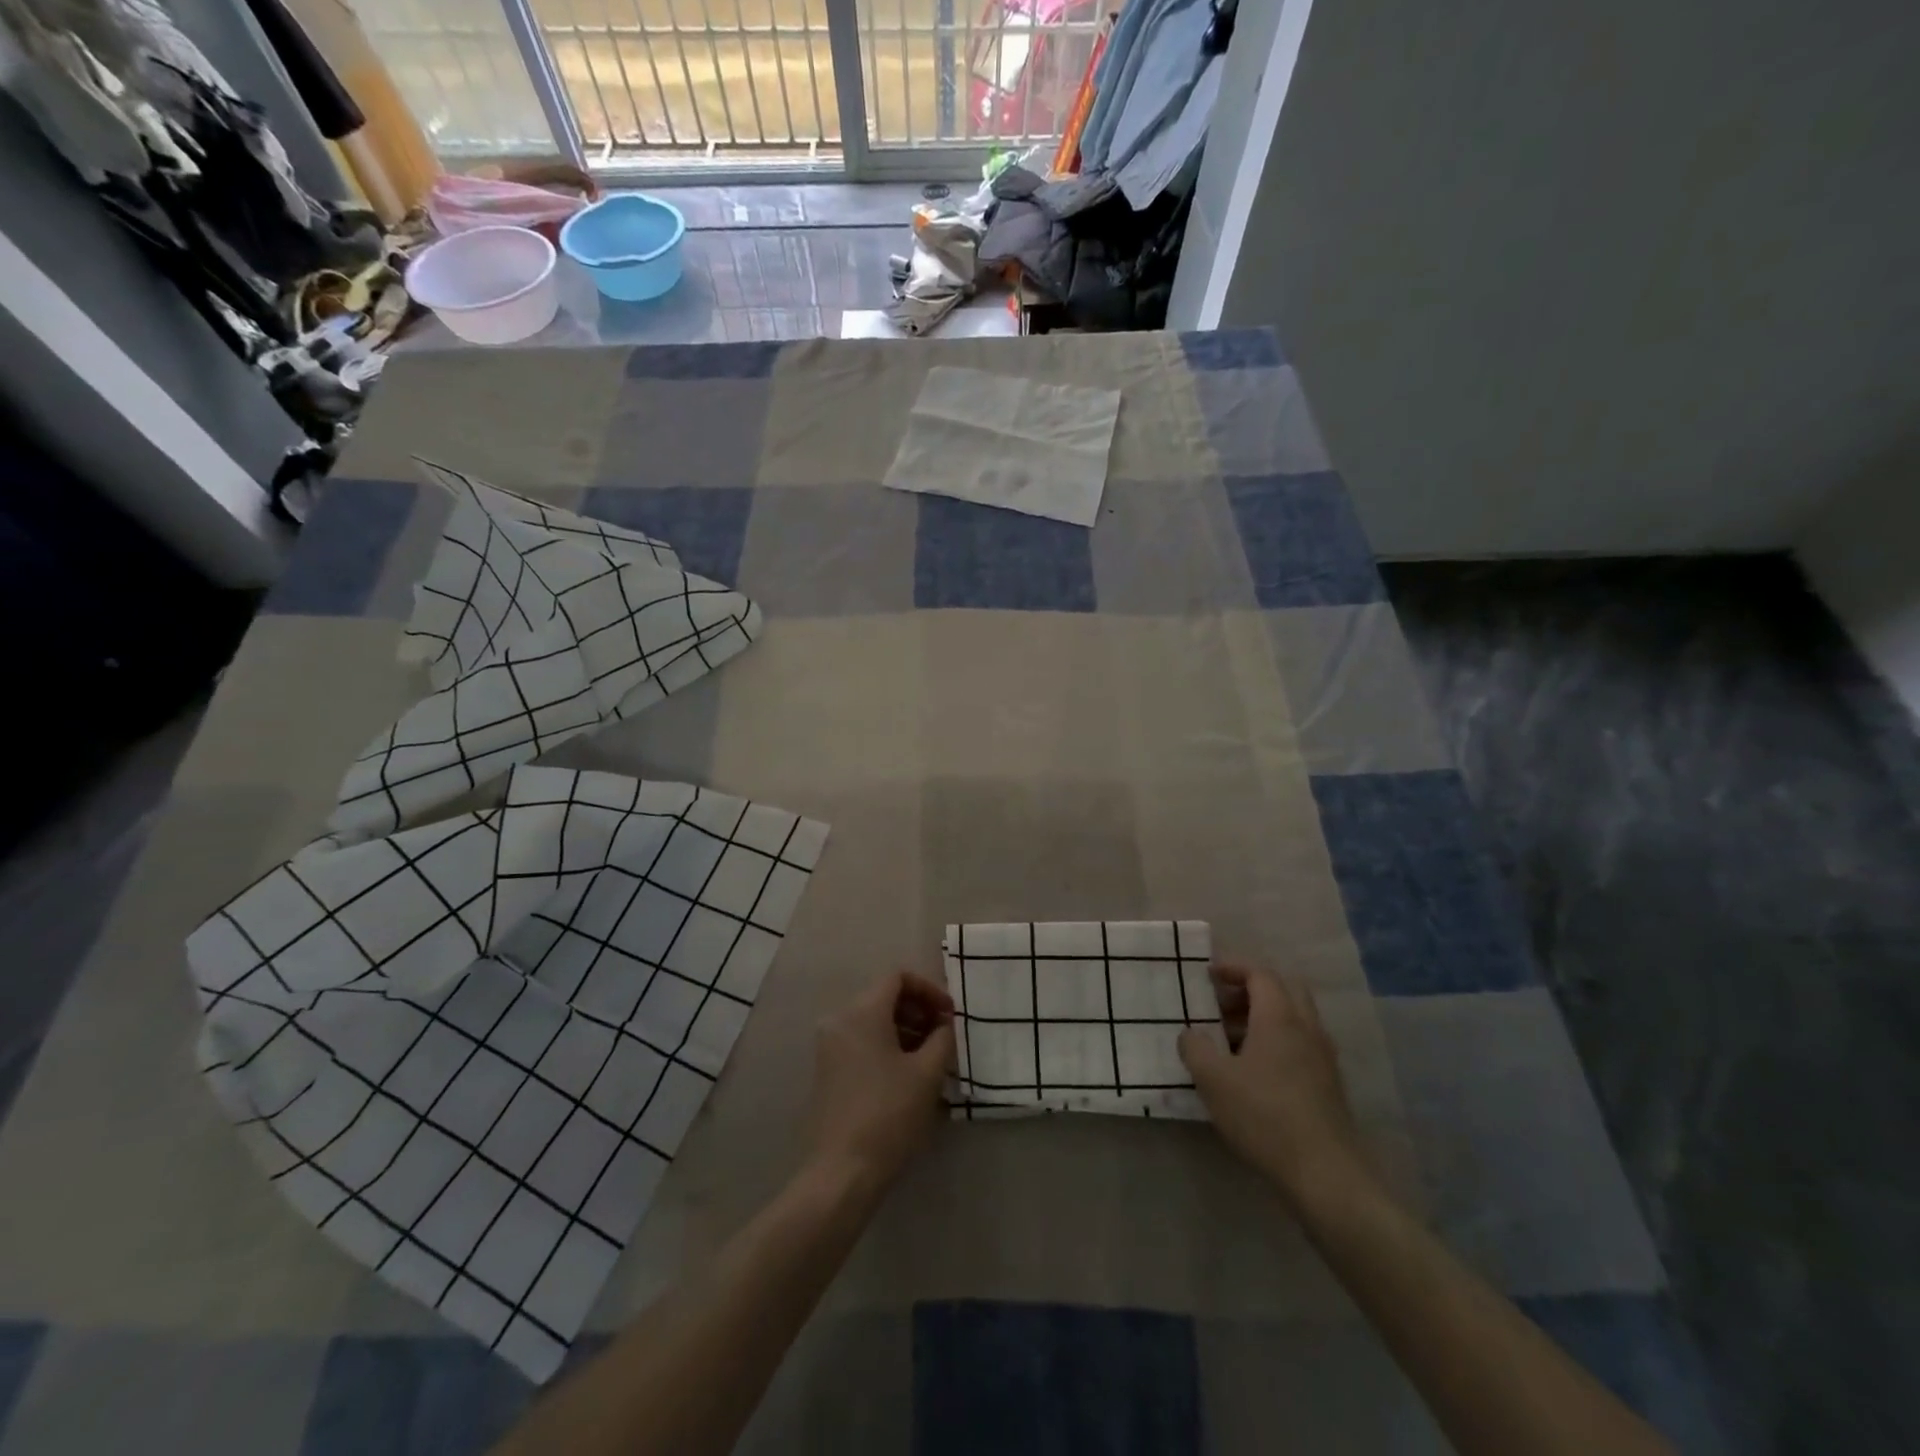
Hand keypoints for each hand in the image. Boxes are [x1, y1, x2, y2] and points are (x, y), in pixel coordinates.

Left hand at [804, 971, 955, 1193]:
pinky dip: (886, 1046)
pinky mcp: (827, 1069)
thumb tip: (945, 1025)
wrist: (842, 1171)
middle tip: (944, 1036)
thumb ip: (942, 1038)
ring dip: (905, 1029)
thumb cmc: (889, 1114)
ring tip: (931, 1058)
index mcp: (862, 1011)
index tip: (950, 1016)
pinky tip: (908, 1075)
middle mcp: (840, 1019)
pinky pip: (861, 1041)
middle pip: (884, 996)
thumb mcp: (927, 1073)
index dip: (929, 990)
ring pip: (873, 1020)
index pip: (898, 977)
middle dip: (918, 1010)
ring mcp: (829, 1045)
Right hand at [1178, 964, 1370, 1202]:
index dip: (1233, 968)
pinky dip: (1277, 1039)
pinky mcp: (1329, 1083)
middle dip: (1251, 988)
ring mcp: (1323, 1056)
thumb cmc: (1264, 1116)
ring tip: (1230, 1038)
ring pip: (1295, 1017)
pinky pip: (1301, 1042)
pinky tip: (1254, 1069)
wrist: (1325, 1174)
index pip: (1260, 974)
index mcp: (1279, 1017)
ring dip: (1263, 1015)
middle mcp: (1307, 1028)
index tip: (1207, 974)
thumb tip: (1191, 1035)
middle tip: (1221, 1002)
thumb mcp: (1213, 1080)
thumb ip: (1195, 1048)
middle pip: (1284, 988)